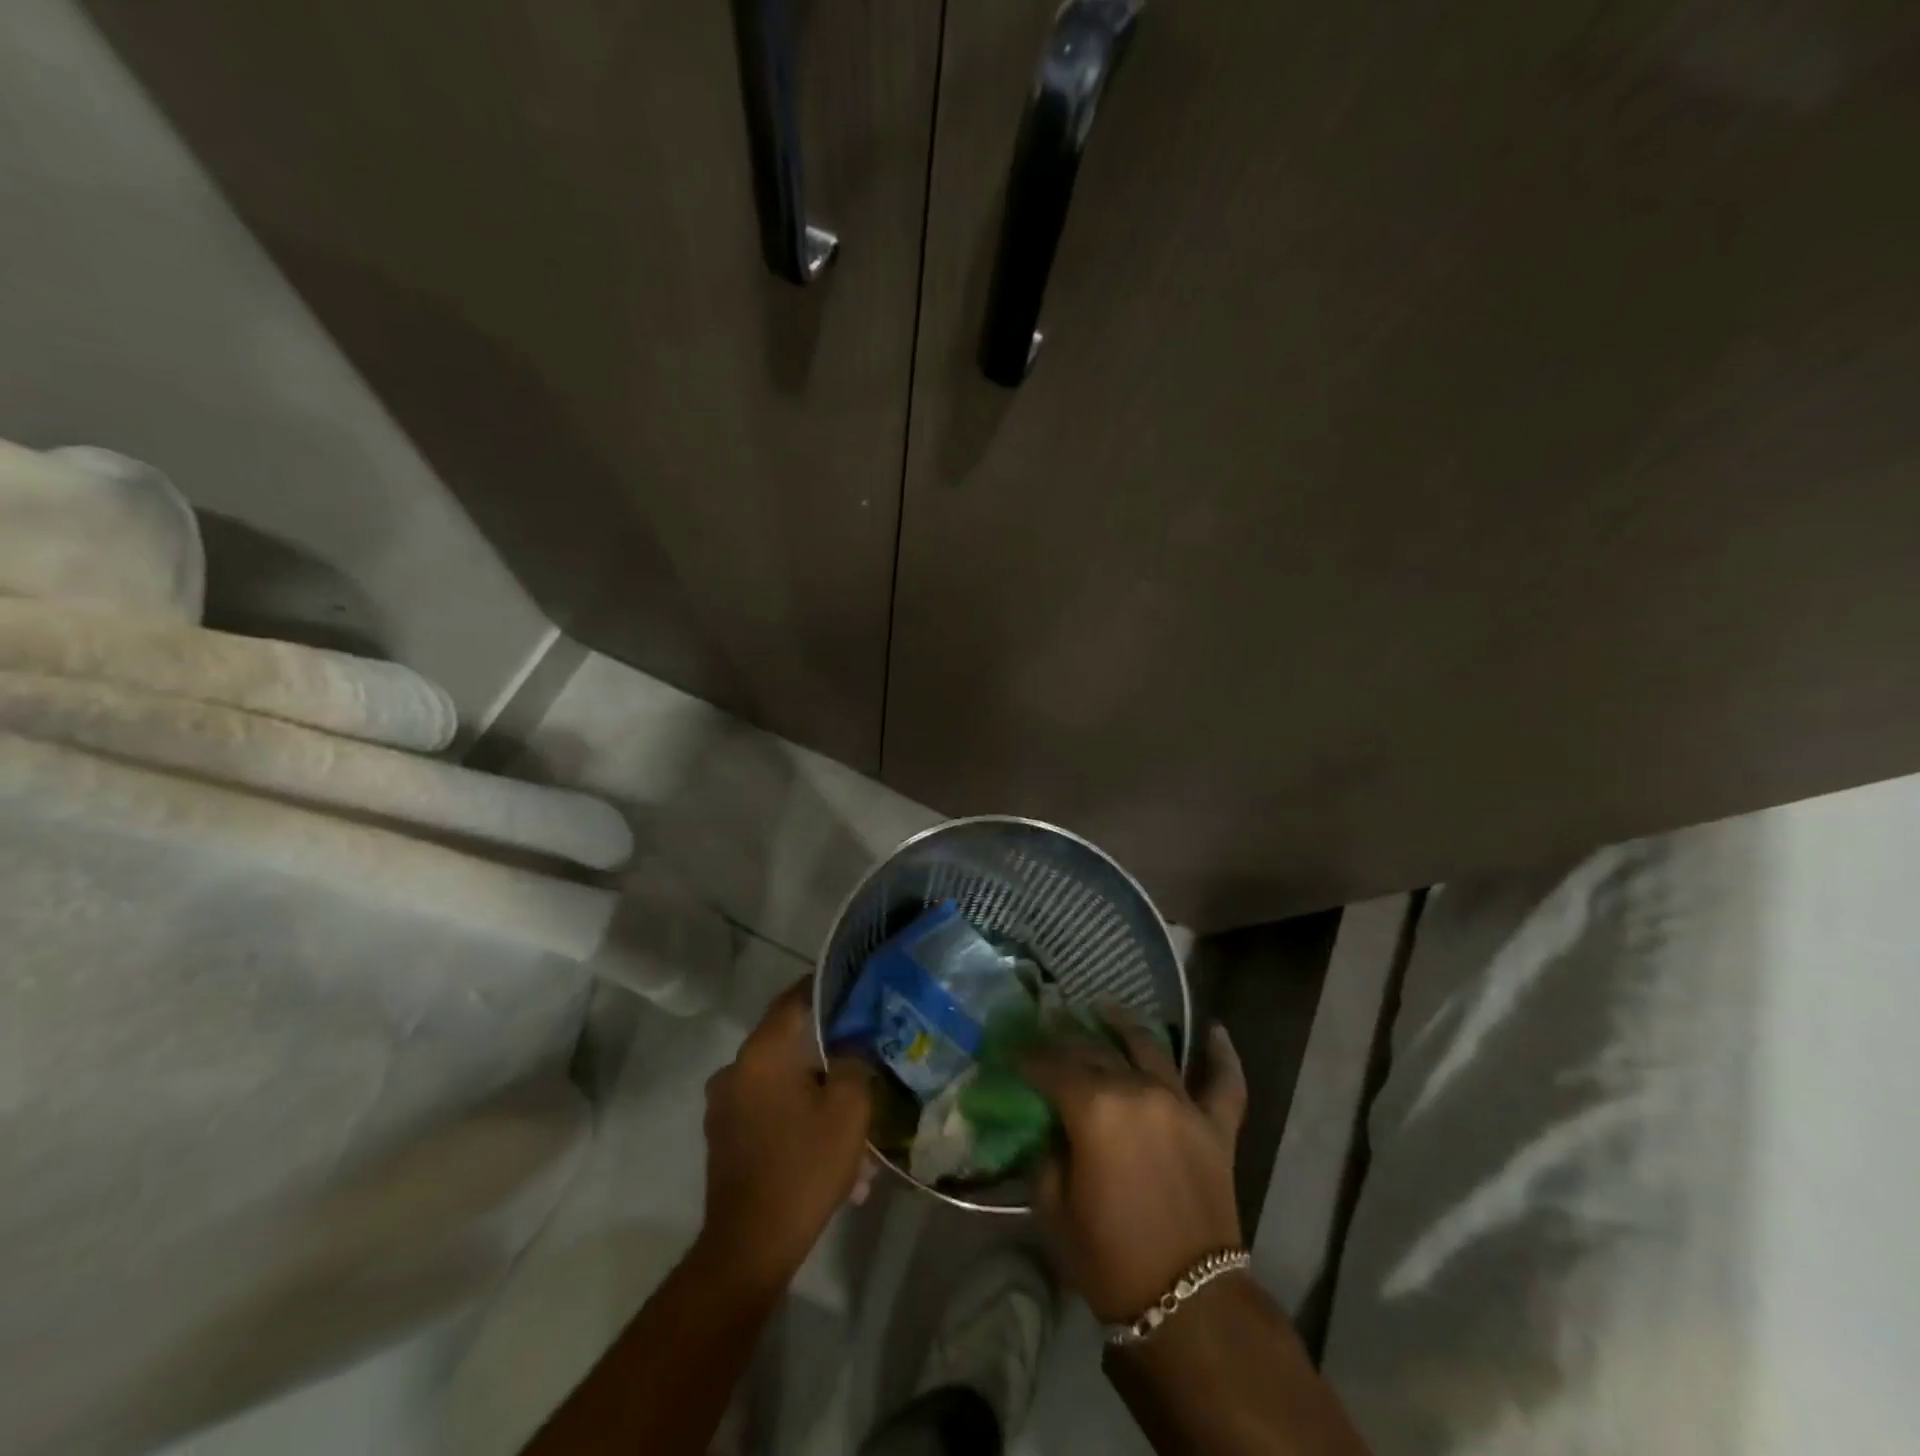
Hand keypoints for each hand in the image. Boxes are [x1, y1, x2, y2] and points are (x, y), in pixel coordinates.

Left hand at [698, 978, 873, 1286]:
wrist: (750, 1245)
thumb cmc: (804, 1166)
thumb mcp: (849, 1109)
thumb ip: (855, 1061)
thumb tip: (853, 1042)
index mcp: (762, 1053)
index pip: (794, 999)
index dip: (825, 990)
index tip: (853, 989)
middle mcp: (736, 1068)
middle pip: (789, 1043)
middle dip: (828, 1053)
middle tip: (862, 1062)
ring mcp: (724, 1104)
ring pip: (781, 1081)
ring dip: (815, 1095)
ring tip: (851, 1125)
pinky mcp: (723, 1134)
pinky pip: (768, 1109)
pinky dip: (796, 1117)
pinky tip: (827, 1149)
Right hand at [1025, 1016, 1247, 1323]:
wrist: (1189, 1306)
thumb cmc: (1110, 1259)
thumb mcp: (1053, 1208)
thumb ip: (1046, 1154)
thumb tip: (1049, 1125)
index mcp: (1094, 1108)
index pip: (1051, 1066)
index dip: (1027, 1057)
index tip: (1011, 1053)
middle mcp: (1138, 1090)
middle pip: (1095, 1050)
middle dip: (1066, 1038)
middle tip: (1048, 1028)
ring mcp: (1182, 1103)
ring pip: (1150, 1046)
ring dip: (1124, 1023)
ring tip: (1106, 1007)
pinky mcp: (1217, 1125)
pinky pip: (1225, 1081)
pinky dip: (1223, 1054)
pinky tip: (1216, 1030)